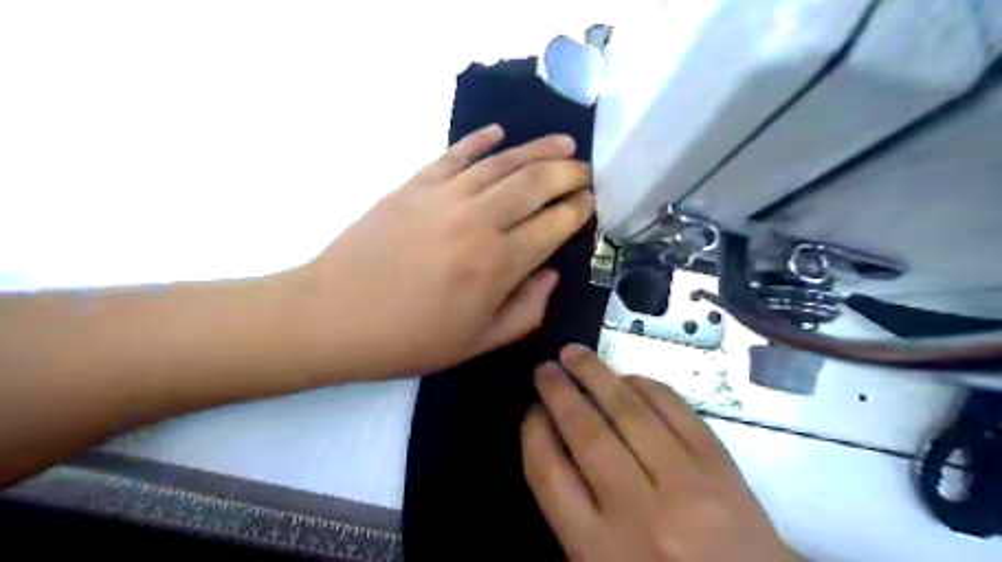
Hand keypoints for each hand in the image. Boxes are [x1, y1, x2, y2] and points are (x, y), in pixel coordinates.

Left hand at [285, 125, 587, 379]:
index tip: (591, 202)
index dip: (578, 211)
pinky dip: (480, 141)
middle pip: (536, 184)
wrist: (334, 317)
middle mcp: (479, 221)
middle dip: (569, 174)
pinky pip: (455, 154)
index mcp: (498, 265)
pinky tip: (499, 133)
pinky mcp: (414, 184)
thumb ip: (526, 311)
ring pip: (503, 162)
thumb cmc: (409, 339)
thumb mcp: (478, 343)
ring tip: (563, 144)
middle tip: (586, 171)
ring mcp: (444, 197)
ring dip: (538, 150)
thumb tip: (550, 275)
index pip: (553, 226)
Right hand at [525, 345, 798, 559]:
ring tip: (574, 354)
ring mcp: (685, 484)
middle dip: (559, 393)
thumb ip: (573, 514)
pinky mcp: (720, 465)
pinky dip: (646, 386)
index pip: (549, 473)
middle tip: (545, 369)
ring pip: (629, 412)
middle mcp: (638, 512)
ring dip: (597, 374)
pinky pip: (674, 409)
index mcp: (599, 549)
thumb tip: (554, 444)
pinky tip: (627, 377)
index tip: (531, 410)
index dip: (534, 433)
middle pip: (586, 434)